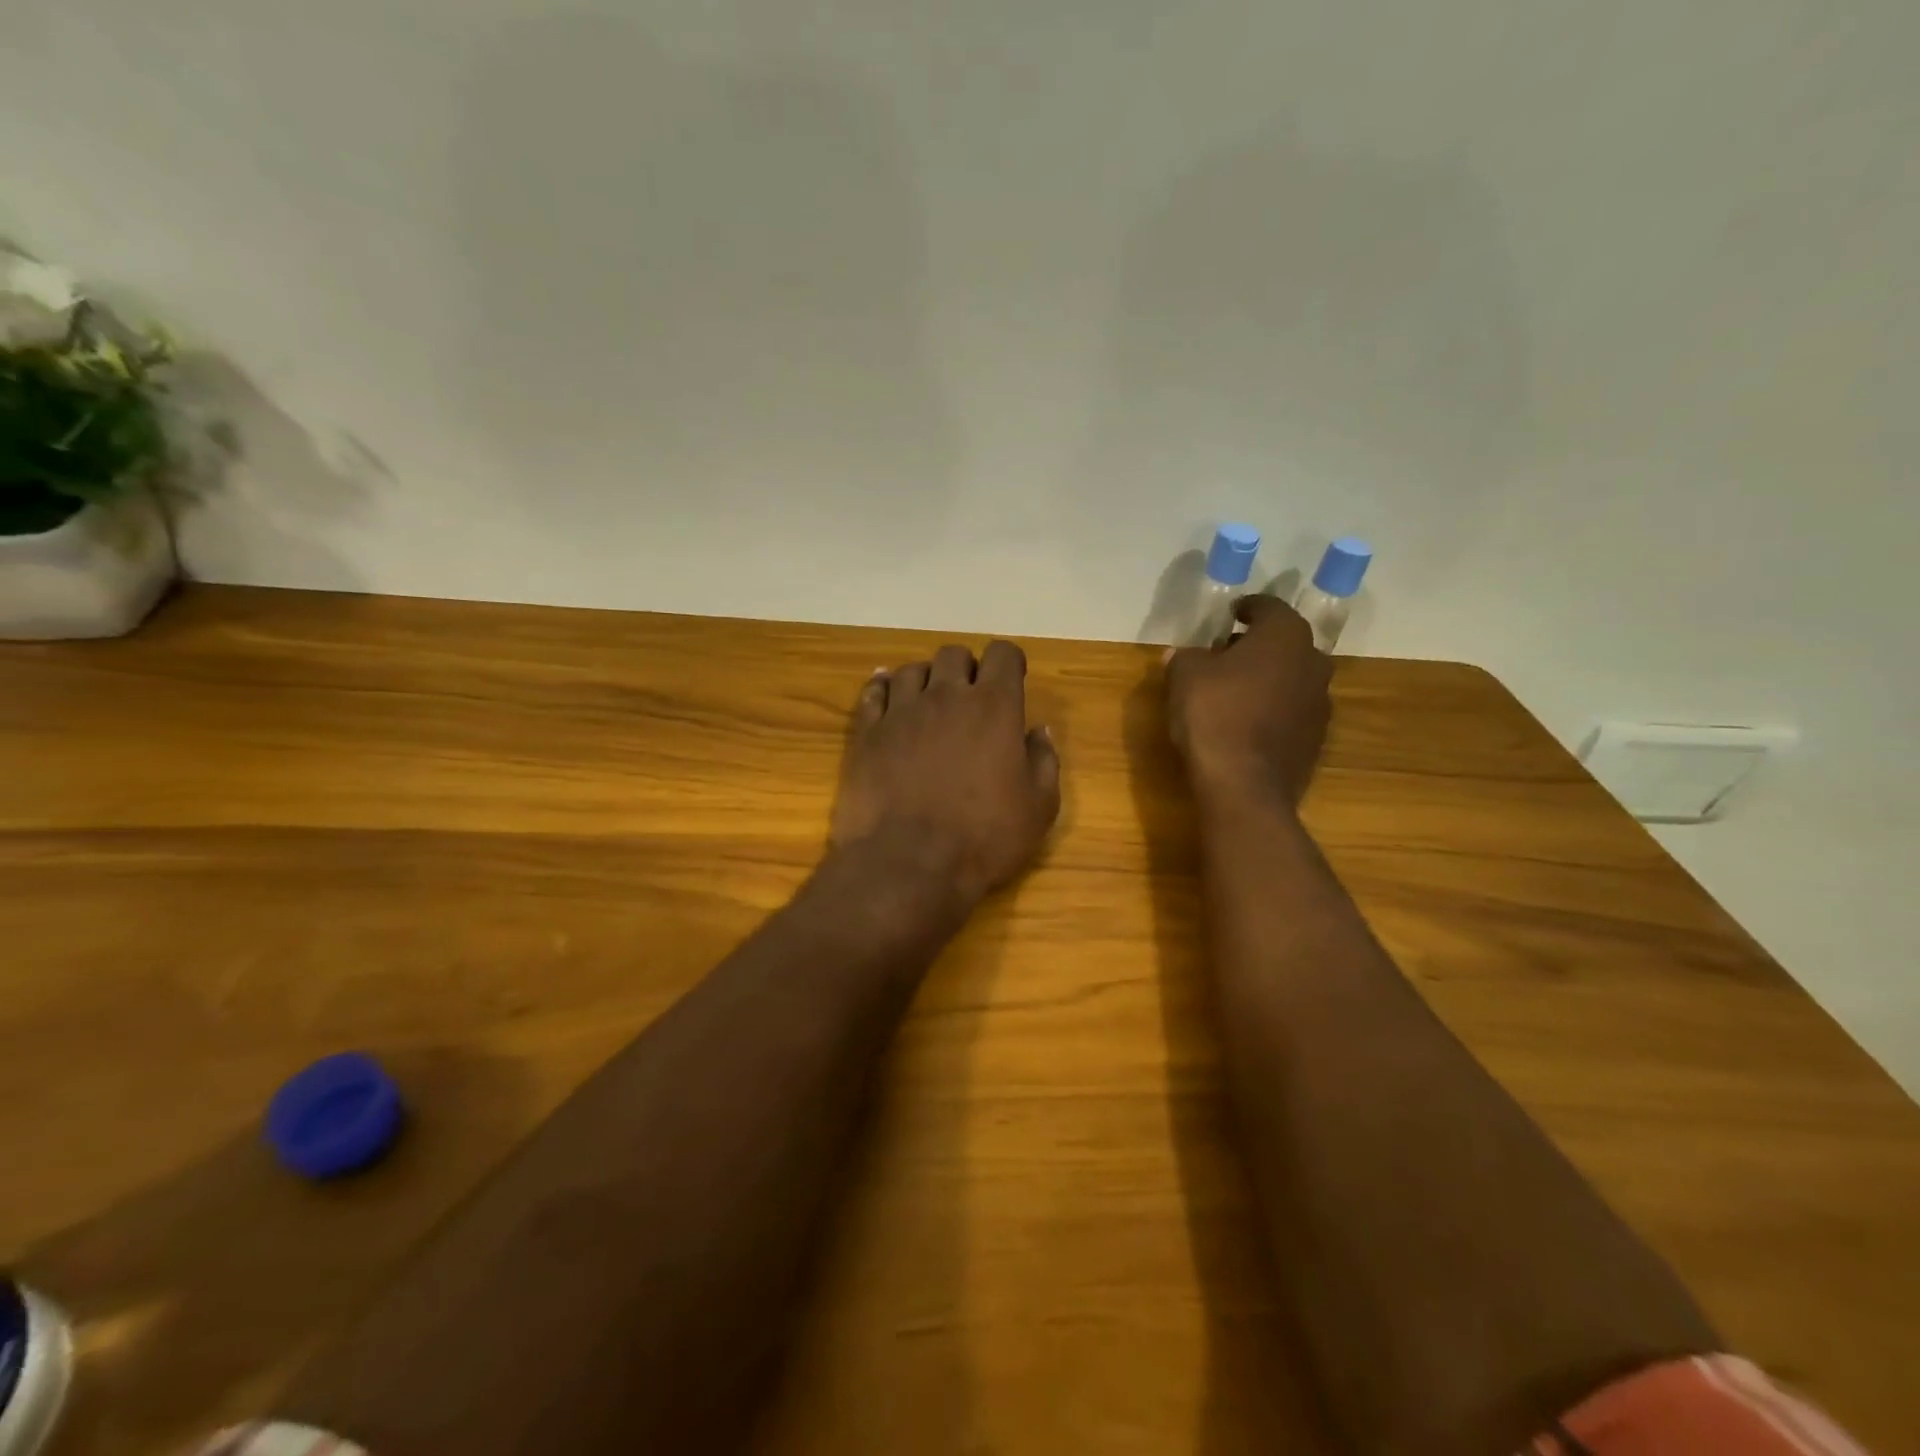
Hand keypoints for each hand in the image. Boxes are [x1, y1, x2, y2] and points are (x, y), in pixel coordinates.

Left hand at [831, 641, 1061, 908]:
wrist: (910, 864)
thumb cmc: (984, 838)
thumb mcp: (1039, 808)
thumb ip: (1044, 761)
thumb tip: (1039, 731)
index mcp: (994, 707)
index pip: (1003, 655)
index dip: (1009, 662)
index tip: (1011, 680)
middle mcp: (946, 696)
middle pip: (954, 655)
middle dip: (966, 669)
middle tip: (970, 697)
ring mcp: (901, 711)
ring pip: (912, 669)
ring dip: (926, 679)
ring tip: (929, 703)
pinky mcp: (867, 732)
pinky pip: (873, 693)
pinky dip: (883, 688)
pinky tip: (886, 695)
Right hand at [1166, 596, 1331, 803]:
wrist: (1244, 785)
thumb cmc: (1215, 715)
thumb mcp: (1185, 676)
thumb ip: (1185, 658)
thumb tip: (1180, 654)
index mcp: (1285, 637)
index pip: (1269, 608)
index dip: (1248, 608)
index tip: (1231, 613)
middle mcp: (1313, 663)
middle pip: (1285, 643)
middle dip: (1257, 645)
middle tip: (1226, 654)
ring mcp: (1320, 704)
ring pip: (1292, 678)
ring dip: (1268, 678)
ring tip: (1235, 690)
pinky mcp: (1316, 739)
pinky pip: (1292, 711)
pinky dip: (1272, 709)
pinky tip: (1246, 722)